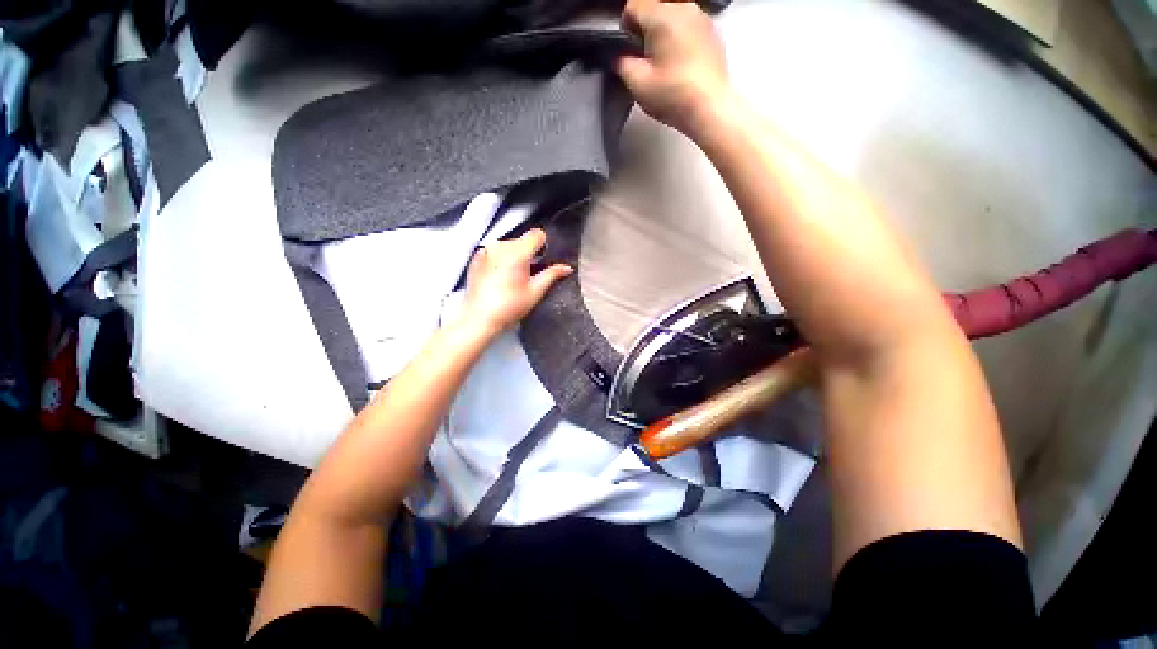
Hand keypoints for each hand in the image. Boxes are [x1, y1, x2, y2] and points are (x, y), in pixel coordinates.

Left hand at [458, 229, 572, 339]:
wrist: (479, 318)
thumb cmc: (510, 307)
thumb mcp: (535, 292)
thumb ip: (552, 275)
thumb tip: (567, 268)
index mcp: (517, 253)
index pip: (537, 234)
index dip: (543, 246)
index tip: (541, 261)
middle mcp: (500, 246)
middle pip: (522, 240)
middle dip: (528, 253)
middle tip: (527, 276)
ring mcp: (486, 250)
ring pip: (508, 245)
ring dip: (514, 256)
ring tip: (511, 278)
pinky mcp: (476, 257)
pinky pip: (495, 251)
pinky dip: (500, 259)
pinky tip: (499, 278)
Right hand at [616, 0, 732, 136]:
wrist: (710, 108)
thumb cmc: (674, 95)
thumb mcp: (637, 84)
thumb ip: (622, 64)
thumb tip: (620, 58)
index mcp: (662, 15)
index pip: (633, 5)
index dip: (625, 27)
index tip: (627, 49)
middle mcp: (683, 8)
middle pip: (655, 8)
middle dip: (645, 29)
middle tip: (643, 59)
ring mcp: (702, 19)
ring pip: (673, 16)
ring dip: (663, 33)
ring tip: (662, 63)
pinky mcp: (712, 33)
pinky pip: (689, 27)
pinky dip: (680, 39)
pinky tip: (679, 65)